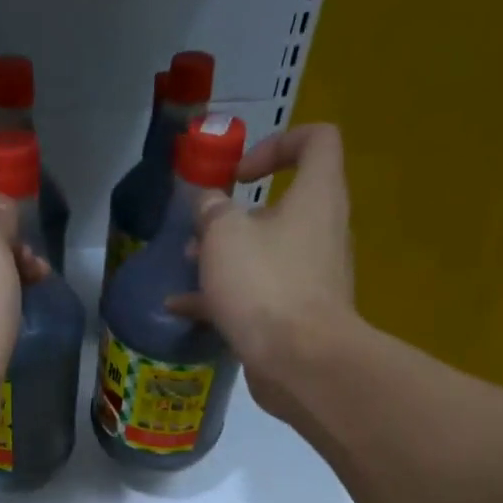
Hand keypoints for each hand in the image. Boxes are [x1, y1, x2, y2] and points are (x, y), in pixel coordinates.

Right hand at [166, 125, 355, 420]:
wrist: (299, 361)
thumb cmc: (264, 285)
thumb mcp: (223, 236)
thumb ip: (212, 211)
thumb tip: (209, 204)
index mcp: (316, 196)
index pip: (317, 140)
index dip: (277, 143)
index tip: (239, 174)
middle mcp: (321, 230)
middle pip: (282, 205)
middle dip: (235, 216)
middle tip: (200, 230)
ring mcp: (311, 275)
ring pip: (265, 252)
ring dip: (225, 257)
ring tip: (186, 267)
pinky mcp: (296, 314)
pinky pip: (258, 293)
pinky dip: (223, 296)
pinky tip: (181, 309)